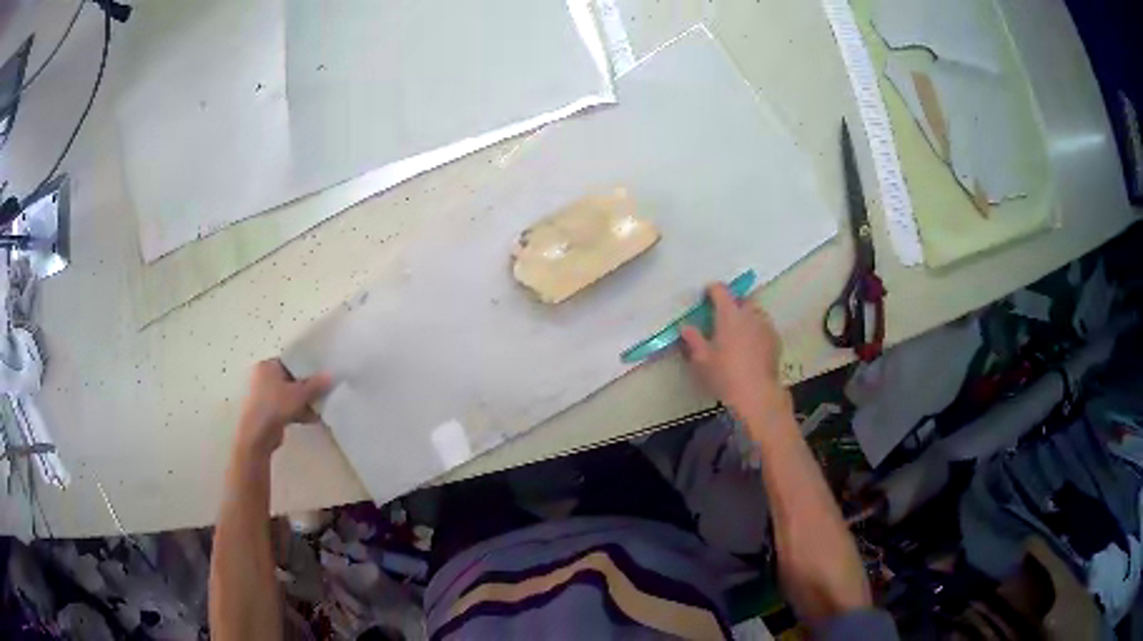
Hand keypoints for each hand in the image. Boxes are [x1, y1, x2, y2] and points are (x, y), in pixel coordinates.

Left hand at [235, 359, 331, 458]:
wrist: (258, 435)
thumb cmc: (275, 405)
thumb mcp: (300, 393)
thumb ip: (316, 385)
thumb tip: (331, 375)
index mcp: (267, 366)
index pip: (290, 362)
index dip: (306, 367)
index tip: (321, 373)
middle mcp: (263, 378)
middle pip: (290, 380)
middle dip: (307, 387)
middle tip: (323, 390)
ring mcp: (265, 396)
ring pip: (289, 395)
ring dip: (304, 402)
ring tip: (321, 407)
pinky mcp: (268, 412)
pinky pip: (286, 408)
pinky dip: (298, 412)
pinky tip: (313, 419)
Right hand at [680, 284, 788, 422]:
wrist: (756, 393)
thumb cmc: (725, 374)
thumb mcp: (702, 359)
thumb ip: (693, 339)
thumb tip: (686, 327)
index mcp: (729, 314)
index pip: (720, 290)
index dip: (711, 290)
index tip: (705, 296)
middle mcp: (749, 314)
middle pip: (741, 299)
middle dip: (731, 304)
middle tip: (721, 318)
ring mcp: (765, 325)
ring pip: (755, 312)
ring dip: (745, 316)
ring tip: (737, 332)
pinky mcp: (775, 339)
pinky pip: (764, 327)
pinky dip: (756, 330)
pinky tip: (751, 346)